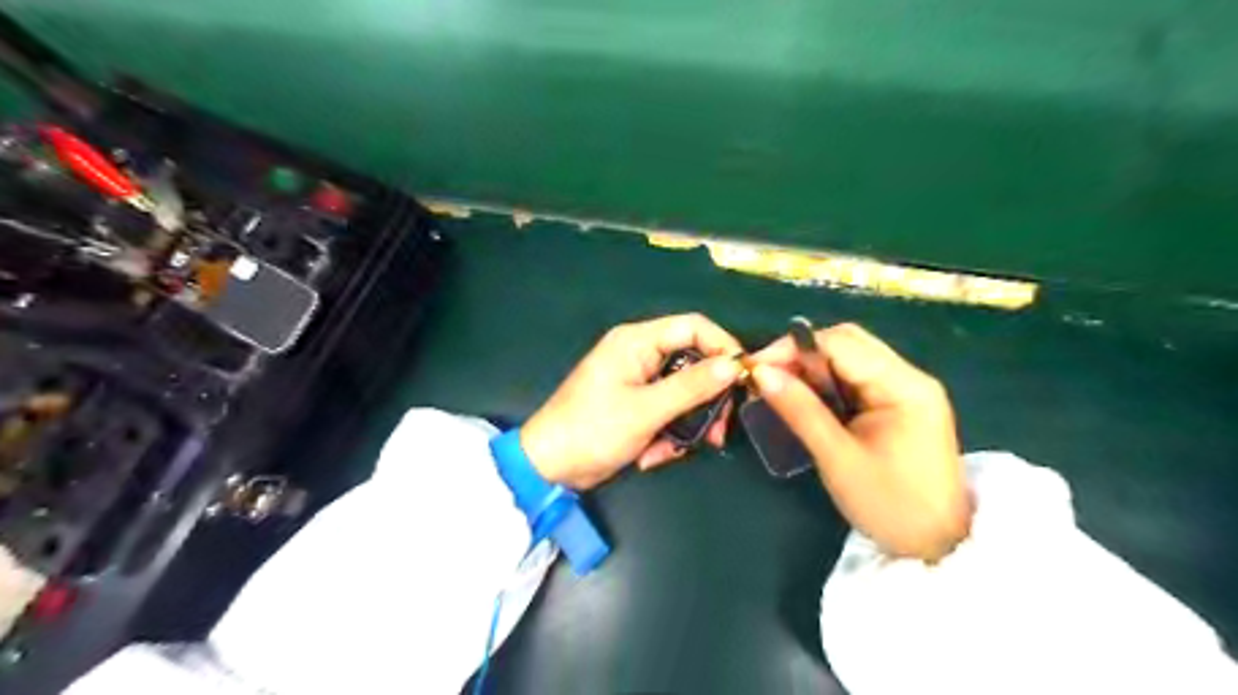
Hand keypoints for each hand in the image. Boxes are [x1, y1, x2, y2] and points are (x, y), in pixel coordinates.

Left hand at [518, 312, 737, 488]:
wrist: (550, 467)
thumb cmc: (592, 430)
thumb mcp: (646, 410)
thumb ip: (691, 387)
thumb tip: (734, 365)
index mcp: (637, 342)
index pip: (693, 327)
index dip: (723, 347)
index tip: (744, 378)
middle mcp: (640, 355)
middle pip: (693, 363)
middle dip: (706, 400)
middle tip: (719, 432)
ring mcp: (639, 382)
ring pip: (684, 393)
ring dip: (686, 425)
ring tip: (672, 451)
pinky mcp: (638, 405)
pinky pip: (668, 412)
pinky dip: (666, 436)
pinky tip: (651, 456)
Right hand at [750, 324, 971, 560]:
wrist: (939, 546)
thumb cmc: (889, 505)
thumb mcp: (837, 457)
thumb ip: (799, 409)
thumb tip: (760, 372)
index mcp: (903, 385)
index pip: (840, 343)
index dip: (792, 348)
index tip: (755, 366)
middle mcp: (910, 376)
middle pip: (847, 342)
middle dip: (801, 353)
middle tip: (766, 376)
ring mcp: (908, 388)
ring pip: (850, 357)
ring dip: (812, 367)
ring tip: (780, 387)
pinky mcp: (901, 402)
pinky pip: (856, 377)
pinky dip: (827, 381)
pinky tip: (807, 398)